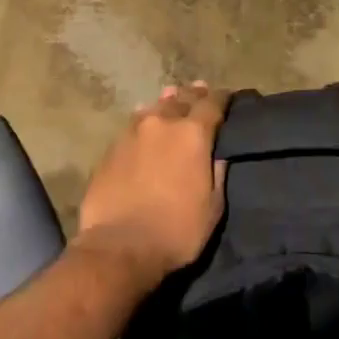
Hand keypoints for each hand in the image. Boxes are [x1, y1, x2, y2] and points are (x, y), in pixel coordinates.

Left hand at [77, 82, 227, 288]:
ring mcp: (132, 132)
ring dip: (166, 103)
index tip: (228, 97)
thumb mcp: (213, 207)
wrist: (119, 247)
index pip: (212, 103)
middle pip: (181, 99)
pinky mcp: (111, 148)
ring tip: (171, 98)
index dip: (222, 98)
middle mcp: (162, 123)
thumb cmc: (176, 231)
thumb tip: (217, 154)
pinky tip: (143, 123)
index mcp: (193, 133)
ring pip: (154, 107)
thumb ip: (217, 173)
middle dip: (193, 95)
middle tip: (200, 90)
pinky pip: (133, 125)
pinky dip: (143, 121)